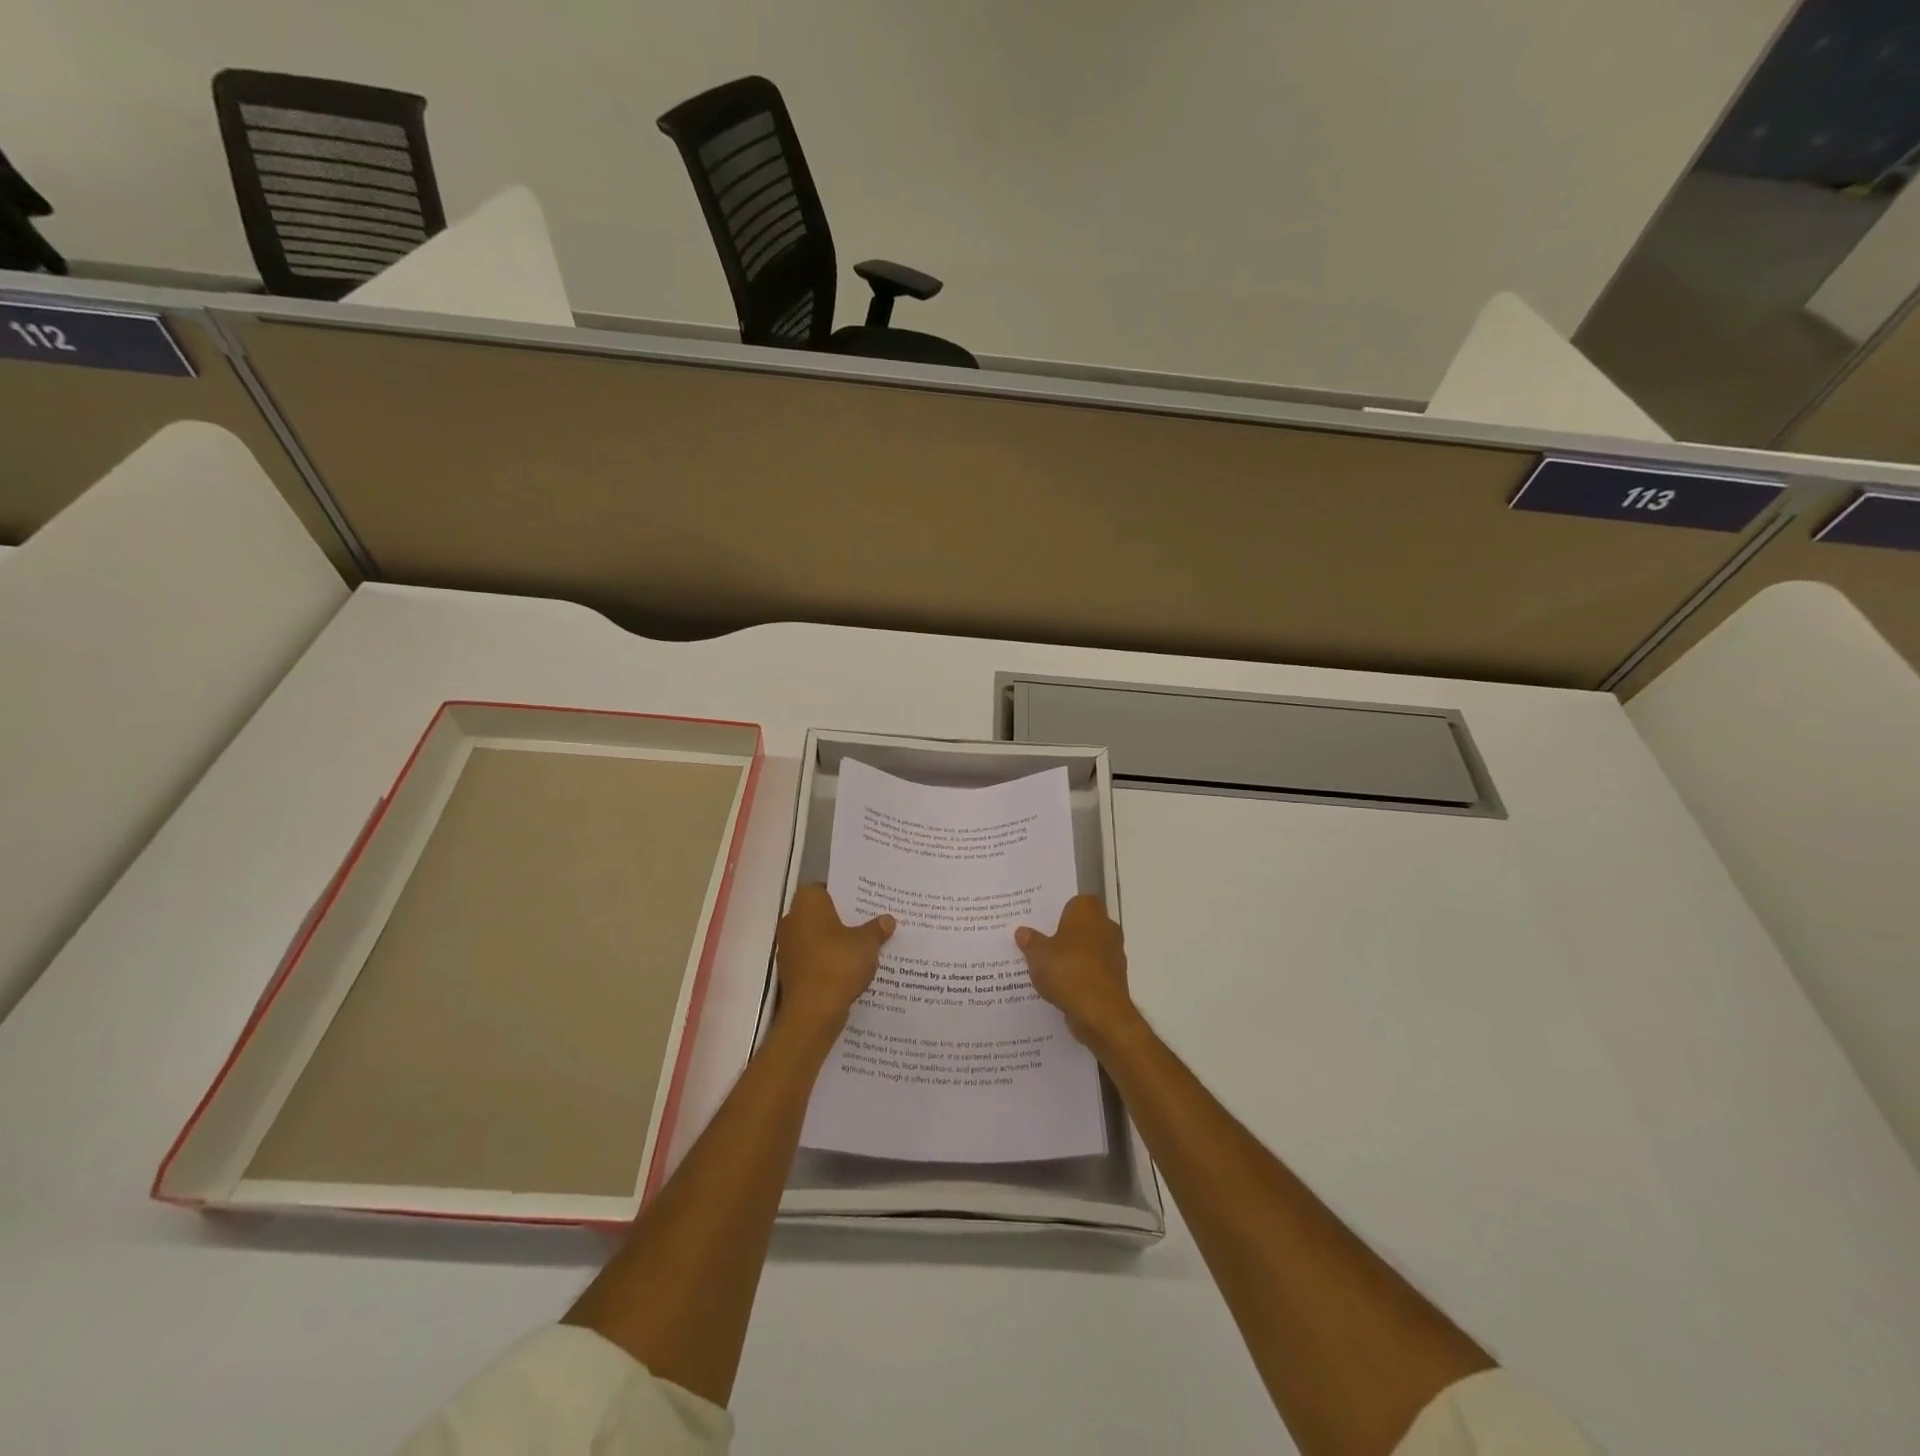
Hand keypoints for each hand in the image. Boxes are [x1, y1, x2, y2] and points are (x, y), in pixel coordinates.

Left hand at [775, 885, 894, 1036]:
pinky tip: (851, 967)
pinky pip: (814, 957)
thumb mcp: (867, 943)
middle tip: (869, 920)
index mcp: (807, 903)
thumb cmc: (838, 964)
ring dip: (835, 941)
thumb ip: (877, 928)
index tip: (863, 901)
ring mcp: (788, 947)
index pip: (824, 887)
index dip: (843, 892)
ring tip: (865, 945)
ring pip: (817, 936)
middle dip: (842, 917)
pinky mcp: (791, 971)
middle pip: (821, 912)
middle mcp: (792, 920)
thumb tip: (887, 920)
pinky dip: (828, 960)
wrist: (812, 1013)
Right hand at [1015, 895, 1139, 1048]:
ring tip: (1046, 968)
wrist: (1100, 1012)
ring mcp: (1114, 954)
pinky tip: (1060, 987)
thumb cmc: (1068, 970)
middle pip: (1082, 926)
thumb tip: (1022, 931)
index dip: (1058, 911)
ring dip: (1073, 957)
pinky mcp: (1115, 979)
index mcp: (1088, 911)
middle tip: (1040, 943)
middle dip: (1064, 934)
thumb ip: (1030, 941)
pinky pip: (1092, 971)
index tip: (1041, 922)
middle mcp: (1106, 927)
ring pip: (1088, 950)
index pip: (1074, 901)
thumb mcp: (1038, 954)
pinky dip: (1080, 977)